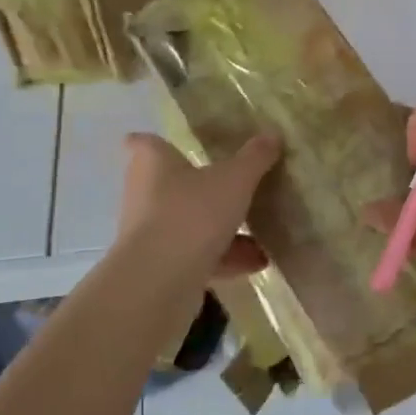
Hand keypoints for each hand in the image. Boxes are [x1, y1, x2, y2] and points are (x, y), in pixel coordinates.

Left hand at [117, 133, 279, 284]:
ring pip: (188, 223)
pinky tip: (258, 262)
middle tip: (231, 183)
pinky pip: (197, 255)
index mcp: (153, 163)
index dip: (156, 142)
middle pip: (170, 184)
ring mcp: (150, 234)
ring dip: (221, 228)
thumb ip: (254, 158)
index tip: (173, 144)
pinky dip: (225, 257)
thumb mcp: (234, 180)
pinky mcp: (161, 268)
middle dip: (200, 187)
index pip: (143, 143)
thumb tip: (272, 134)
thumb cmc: (192, 212)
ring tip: (259, 231)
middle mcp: (144, 194)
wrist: (160, 280)